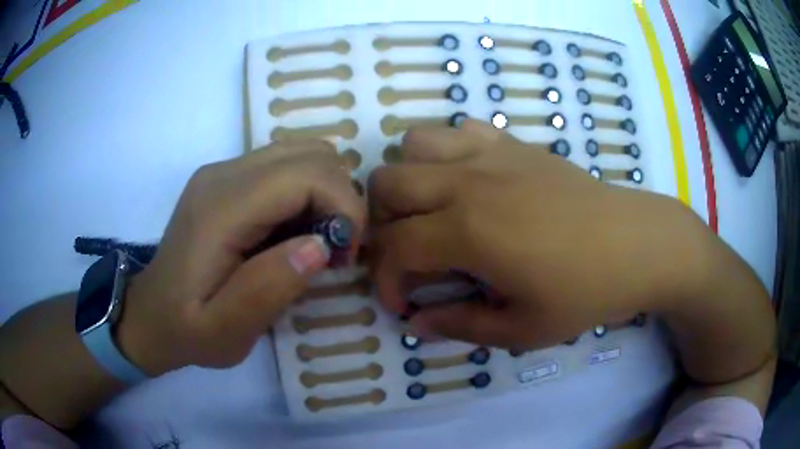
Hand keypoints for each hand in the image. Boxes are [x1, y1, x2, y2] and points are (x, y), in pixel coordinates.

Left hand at [117, 141, 364, 374]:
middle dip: (340, 200)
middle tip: (334, 251)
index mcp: (220, 208)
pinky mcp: (227, 178)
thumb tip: (320, 245)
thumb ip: (268, 290)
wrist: (150, 314)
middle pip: (311, 155)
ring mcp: (224, 171)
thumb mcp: (225, 333)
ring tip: (317, 241)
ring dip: (326, 194)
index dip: (344, 208)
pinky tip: (295, 232)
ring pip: (303, 154)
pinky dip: (308, 193)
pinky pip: (286, 166)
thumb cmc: (186, 330)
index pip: (306, 175)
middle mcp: (223, 174)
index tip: (345, 256)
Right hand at [370, 120, 706, 349]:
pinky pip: (461, 130)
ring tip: (433, 210)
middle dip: (383, 221)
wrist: (637, 244)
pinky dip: (448, 152)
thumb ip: (459, 325)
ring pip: (414, 143)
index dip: (385, 279)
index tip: (404, 303)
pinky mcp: (515, 143)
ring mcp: (492, 153)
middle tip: (411, 252)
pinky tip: (471, 182)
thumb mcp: (522, 329)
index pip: (393, 246)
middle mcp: (468, 181)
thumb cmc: (585, 292)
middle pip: (387, 181)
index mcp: (468, 231)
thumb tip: (416, 324)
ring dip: (410, 177)